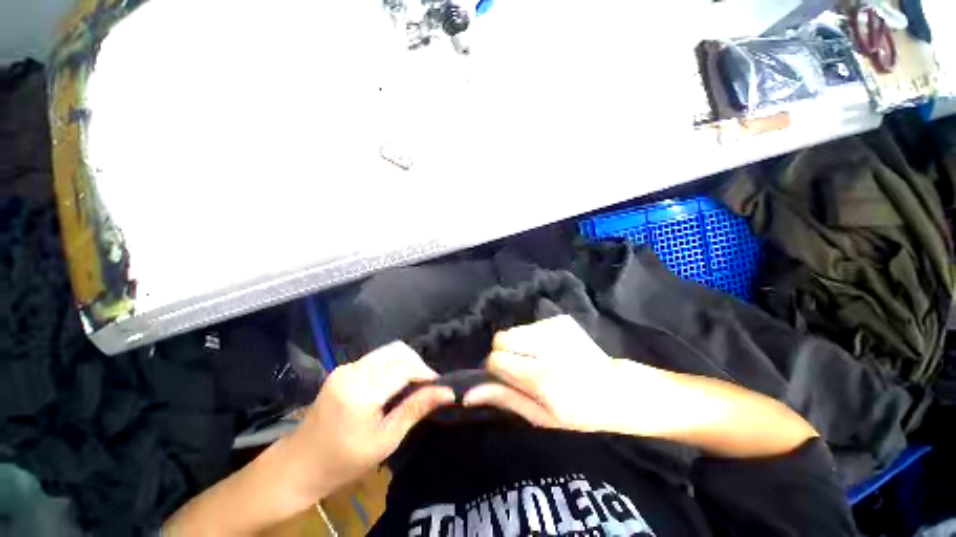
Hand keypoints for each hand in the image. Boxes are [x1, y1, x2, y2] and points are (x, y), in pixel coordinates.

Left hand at [286, 342, 454, 498]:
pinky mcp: (344, 369)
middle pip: (397, 351)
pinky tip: (395, 385)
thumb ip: (416, 409)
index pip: (404, 367)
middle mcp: (353, 371)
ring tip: (413, 385)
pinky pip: (377, 358)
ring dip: (406, 363)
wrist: (299, 466)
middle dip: (418, 364)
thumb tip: (447, 392)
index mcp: (361, 391)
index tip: (439, 386)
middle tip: (427, 386)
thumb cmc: (344, 462)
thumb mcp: (386, 440)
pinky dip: (392, 366)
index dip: (426, 373)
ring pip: (388, 351)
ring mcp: (346, 368)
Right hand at [464, 315, 659, 432]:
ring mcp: (555, 327)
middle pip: (501, 337)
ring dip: (520, 344)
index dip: (496, 368)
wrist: (616, 389)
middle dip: (504, 352)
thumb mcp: (541, 416)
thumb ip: (505, 399)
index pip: (496, 358)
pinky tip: (551, 350)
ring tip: (539, 359)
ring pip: (515, 330)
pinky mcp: (561, 319)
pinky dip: (534, 337)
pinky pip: (531, 325)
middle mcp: (546, 345)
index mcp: (541, 376)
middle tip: (522, 368)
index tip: (507, 377)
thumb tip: (469, 394)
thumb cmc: (578, 412)